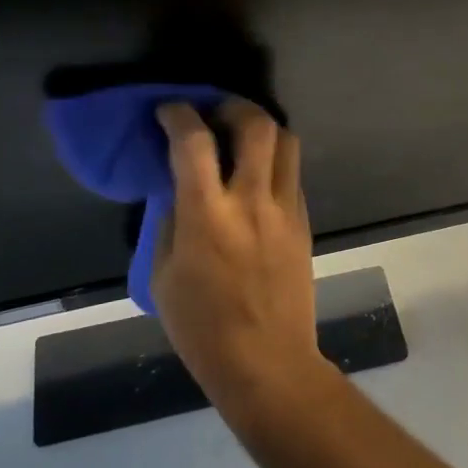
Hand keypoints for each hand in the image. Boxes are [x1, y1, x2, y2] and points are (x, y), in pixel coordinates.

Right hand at [153, 100, 324, 414]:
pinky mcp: (304, 220)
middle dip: (233, 106)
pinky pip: (292, 172)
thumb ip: (171, 221)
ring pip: (286, 141)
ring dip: (262, 126)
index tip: (170, 111)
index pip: (194, 143)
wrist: (268, 361)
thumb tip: (177, 186)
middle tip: (215, 112)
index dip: (179, 115)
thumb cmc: (202, 328)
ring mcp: (285, 209)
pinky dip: (274, 159)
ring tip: (241, 134)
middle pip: (256, 125)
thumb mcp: (163, 276)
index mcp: (207, 217)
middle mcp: (251, 201)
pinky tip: (257, 173)